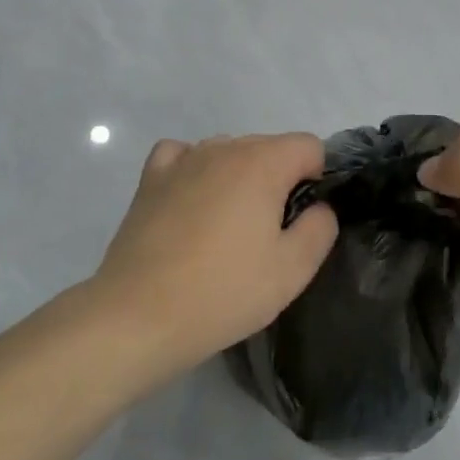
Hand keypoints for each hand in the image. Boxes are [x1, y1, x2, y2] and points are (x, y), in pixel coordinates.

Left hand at [92, 133, 337, 378]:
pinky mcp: (151, 178)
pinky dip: (195, 170)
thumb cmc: (224, 292)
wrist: (140, 314)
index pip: (308, 146)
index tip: (302, 220)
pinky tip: (192, 202)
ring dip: (238, 177)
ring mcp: (183, 159)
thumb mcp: (293, 270)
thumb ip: (320, 228)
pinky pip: (183, 155)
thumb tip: (318, 206)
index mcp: (262, 163)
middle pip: (268, 147)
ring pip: (228, 151)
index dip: (316, 179)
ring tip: (227, 228)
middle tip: (267, 235)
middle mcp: (223, 148)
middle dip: (279, 180)